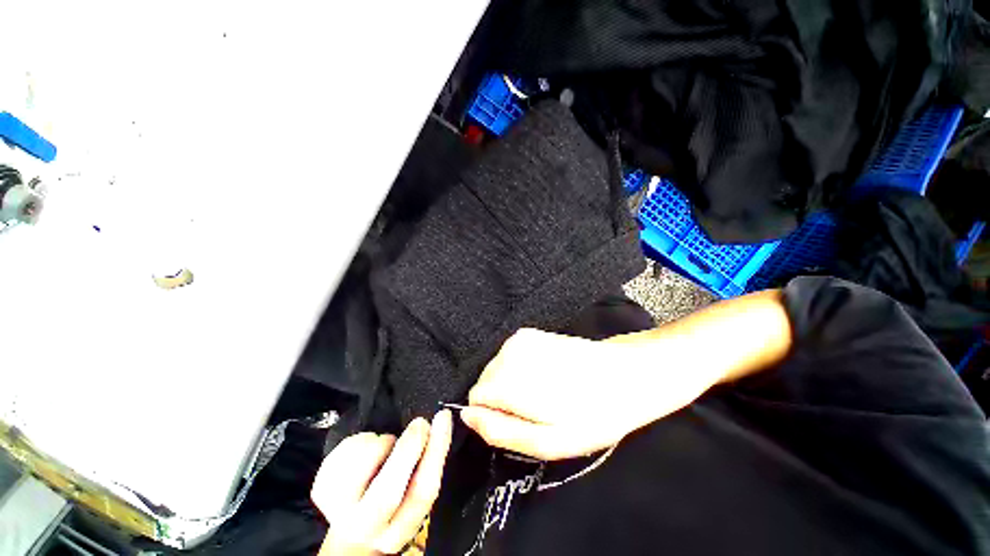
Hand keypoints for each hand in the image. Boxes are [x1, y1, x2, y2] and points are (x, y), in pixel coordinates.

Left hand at [311, 410, 452, 554]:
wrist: (353, 530)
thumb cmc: (394, 503)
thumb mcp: (414, 490)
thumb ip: (426, 463)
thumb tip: (439, 422)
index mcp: (401, 526)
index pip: (423, 492)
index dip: (436, 450)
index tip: (443, 418)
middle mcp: (368, 527)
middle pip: (387, 492)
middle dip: (408, 449)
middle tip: (420, 423)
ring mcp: (338, 510)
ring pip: (362, 465)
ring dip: (381, 443)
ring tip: (384, 448)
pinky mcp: (321, 490)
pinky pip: (343, 452)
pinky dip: (360, 441)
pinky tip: (363, 453)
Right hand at [460, 328, 663, 460]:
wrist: (625, 373)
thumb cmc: (592, 414)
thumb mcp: (549, 441)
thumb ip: (501, 430)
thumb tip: (466, 416)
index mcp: (510, 380)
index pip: (475, 398)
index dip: (494, 414)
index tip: (519, 420)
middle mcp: (508, 353)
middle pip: (484, 380)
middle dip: (502, 398)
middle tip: (535, 409)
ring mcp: (518, 338)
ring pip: (495, 368)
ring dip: (511, 383)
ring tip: (543, 392)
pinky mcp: (528, 333)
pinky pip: (508, 356)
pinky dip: (519, 368)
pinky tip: (545, 374)